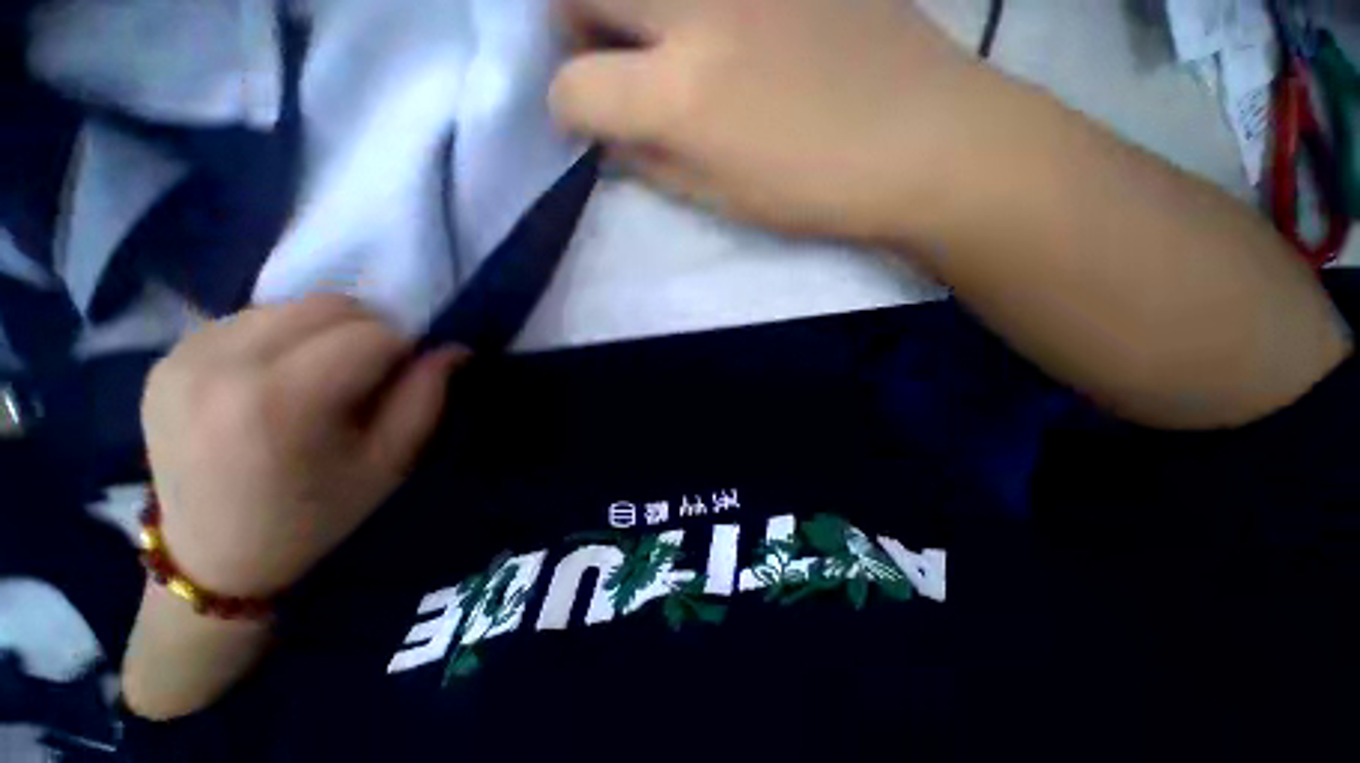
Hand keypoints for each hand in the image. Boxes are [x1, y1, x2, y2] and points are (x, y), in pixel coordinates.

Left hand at [141, 295, 466, 598]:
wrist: (211, 556)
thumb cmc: (314, 514)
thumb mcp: (389, 463)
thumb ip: (427, 396)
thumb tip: (453, 348)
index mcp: (282, 402)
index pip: (372, 334)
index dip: (403, 351)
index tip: (400, 380)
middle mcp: (224, 365)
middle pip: (329, 306)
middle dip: (368, 330)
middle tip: (367, 373)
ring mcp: (185, 356)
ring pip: (290, 305)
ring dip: (324, 330)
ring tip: (319, 376)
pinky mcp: (167, 357)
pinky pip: (248, 318)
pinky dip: (281, 336)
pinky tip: (274, 377)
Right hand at [549, 0, 981, 243]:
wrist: (918, 138)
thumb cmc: (811, 189)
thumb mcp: (719, 199)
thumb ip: (652, 165)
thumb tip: (609, 139)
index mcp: (680, 96)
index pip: (575, 89)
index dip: (565, 110)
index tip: (578, 121)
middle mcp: (695, 9)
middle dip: (571, 25)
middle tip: (601, 55)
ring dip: (624, 1)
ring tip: (655, 34)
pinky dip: (688, 1)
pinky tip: (716, 24)